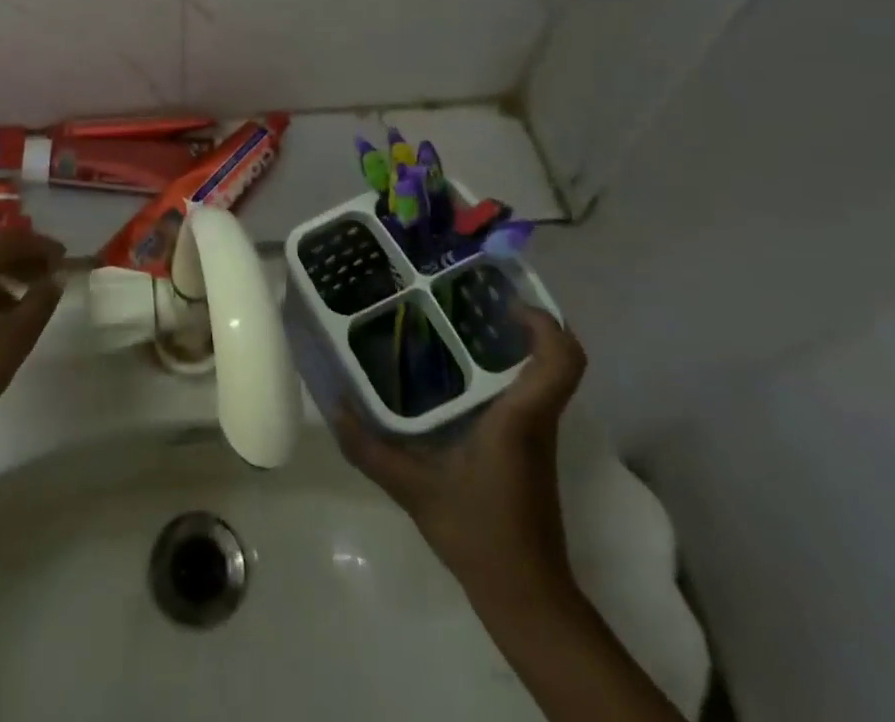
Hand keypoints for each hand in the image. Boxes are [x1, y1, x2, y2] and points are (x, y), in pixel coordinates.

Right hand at [336, 304, 586, 609]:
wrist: (526, 596)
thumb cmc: (479, 533)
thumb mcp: (414, 489)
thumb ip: (370, 449)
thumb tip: (333, 407)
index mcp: (520, 417)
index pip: (561, 360)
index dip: (544, 322)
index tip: (505, 300)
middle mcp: (536, 418)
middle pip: (553, 357)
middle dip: (519, 321)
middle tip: (468, 298)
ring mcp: (536, 434)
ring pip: (541, 374)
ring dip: (512, 345)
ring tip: (457, 322)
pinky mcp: (529, 448)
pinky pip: (527, 393)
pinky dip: (503, 371)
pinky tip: (457, 373)